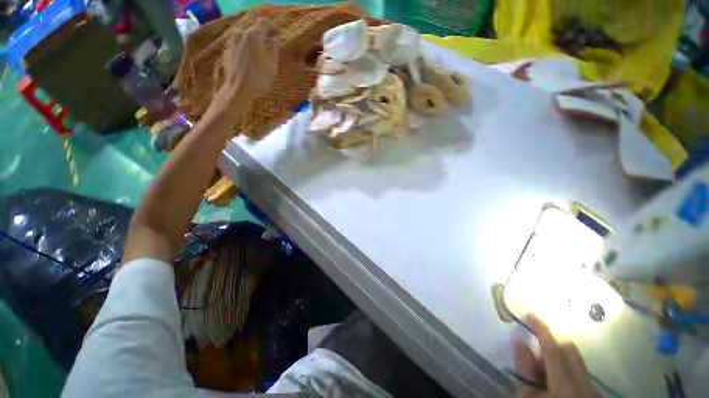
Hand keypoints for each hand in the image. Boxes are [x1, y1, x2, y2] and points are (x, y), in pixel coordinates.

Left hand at [220, 18, 279, 101]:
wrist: (238, 89)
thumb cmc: (259, 78)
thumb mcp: (272, 64)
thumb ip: (274, 48)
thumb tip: (275, 39)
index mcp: (253, 35)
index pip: (264, 22)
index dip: (273, 26)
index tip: (279, 33)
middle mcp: (241, 34)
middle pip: (253, 28)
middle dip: (263, 32)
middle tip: (271, 40)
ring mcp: (232, 42)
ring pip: (245, 35)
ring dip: (253, 39)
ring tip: (260, 48)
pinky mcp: (228, 51)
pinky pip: (239, 43)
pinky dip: (246, 45)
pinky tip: (251, 55)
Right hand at [514, 315, 597, 397]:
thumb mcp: (527, 396)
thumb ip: (524, 369)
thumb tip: (519, 342)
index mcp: (565, 384)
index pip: (553, 348)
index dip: (540, 328)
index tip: (528, 314)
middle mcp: (584, 383)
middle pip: (569, 349)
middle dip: (551, 345)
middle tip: (535, 355)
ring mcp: (592, 389)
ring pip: (575, 361)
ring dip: (556, 360)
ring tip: (543, 376)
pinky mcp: (594, 394)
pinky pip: (579, 373)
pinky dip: (565, 372)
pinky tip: (554, 386)